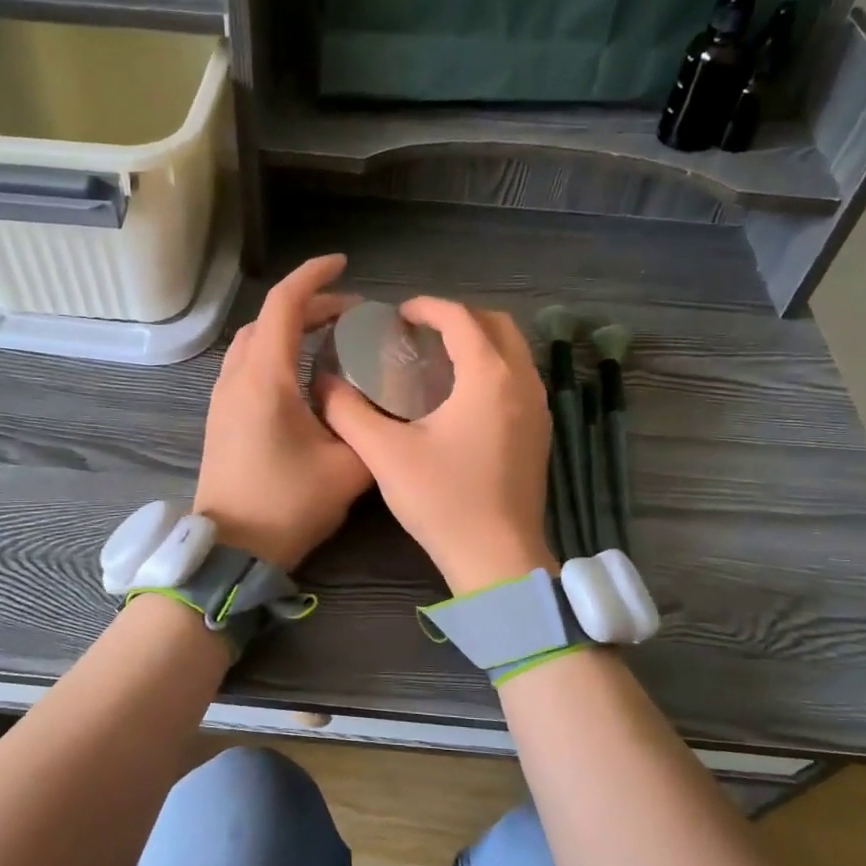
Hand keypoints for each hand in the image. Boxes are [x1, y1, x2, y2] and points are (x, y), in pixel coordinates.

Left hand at [192, 255, 371, 570]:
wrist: (232, 548)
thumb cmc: (287, 506)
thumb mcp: (348, 468)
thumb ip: (370, 428)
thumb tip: (383, 407)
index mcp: (265, 379)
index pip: (285, 305)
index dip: (314, 277)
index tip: (344, 263)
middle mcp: (238, 378)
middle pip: (269, 319)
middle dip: (311, 305)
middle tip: (354, 313)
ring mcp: (223, 397)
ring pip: (254, 341)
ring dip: (290, 328)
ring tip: (331, 336)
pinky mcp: (221, 416)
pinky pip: (247, 364)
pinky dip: (276, 350)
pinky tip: (303, 373)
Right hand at [323, 298, 556, 593]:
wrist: (497, 558)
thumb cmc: (443, 501)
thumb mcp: (385, 454)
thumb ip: (349, 412)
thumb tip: (324, 384)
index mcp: (489, 376)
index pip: (460, 318)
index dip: (427, 307)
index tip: (397, 315)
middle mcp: (523, 382)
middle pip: (497, 325)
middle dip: (459, 318)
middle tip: (420, 333)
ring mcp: (538, 409)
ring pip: (513, 352)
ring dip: (479, 343)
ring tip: (438, 360)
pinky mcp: (541, 433)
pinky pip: (519, 380)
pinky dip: (493, 370)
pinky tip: (463, 398)